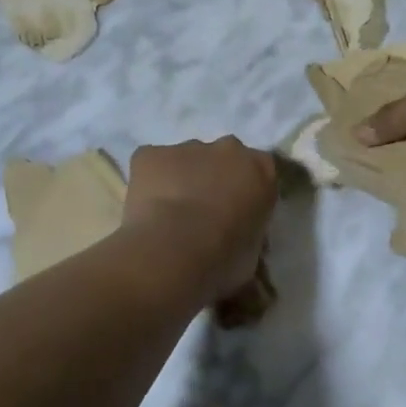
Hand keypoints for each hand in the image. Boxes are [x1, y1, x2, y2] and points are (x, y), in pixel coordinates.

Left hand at [121, 137, 277, 304]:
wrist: (173, 253)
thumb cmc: (223, 259)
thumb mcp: (252, 255)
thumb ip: (248, 235)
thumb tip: (237, 240)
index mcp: (260, 169)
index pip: (260, 171)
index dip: (245, 192)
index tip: (236, 214)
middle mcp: (227, 149)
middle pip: (222, 158)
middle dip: (214, 179)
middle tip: (202, 215)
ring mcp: (187, 147)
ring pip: (185, 160)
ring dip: (181, 179)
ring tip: (169, 218)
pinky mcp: (150, 154)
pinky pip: (150, 163)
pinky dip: (148, 182)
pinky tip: (145, 211)